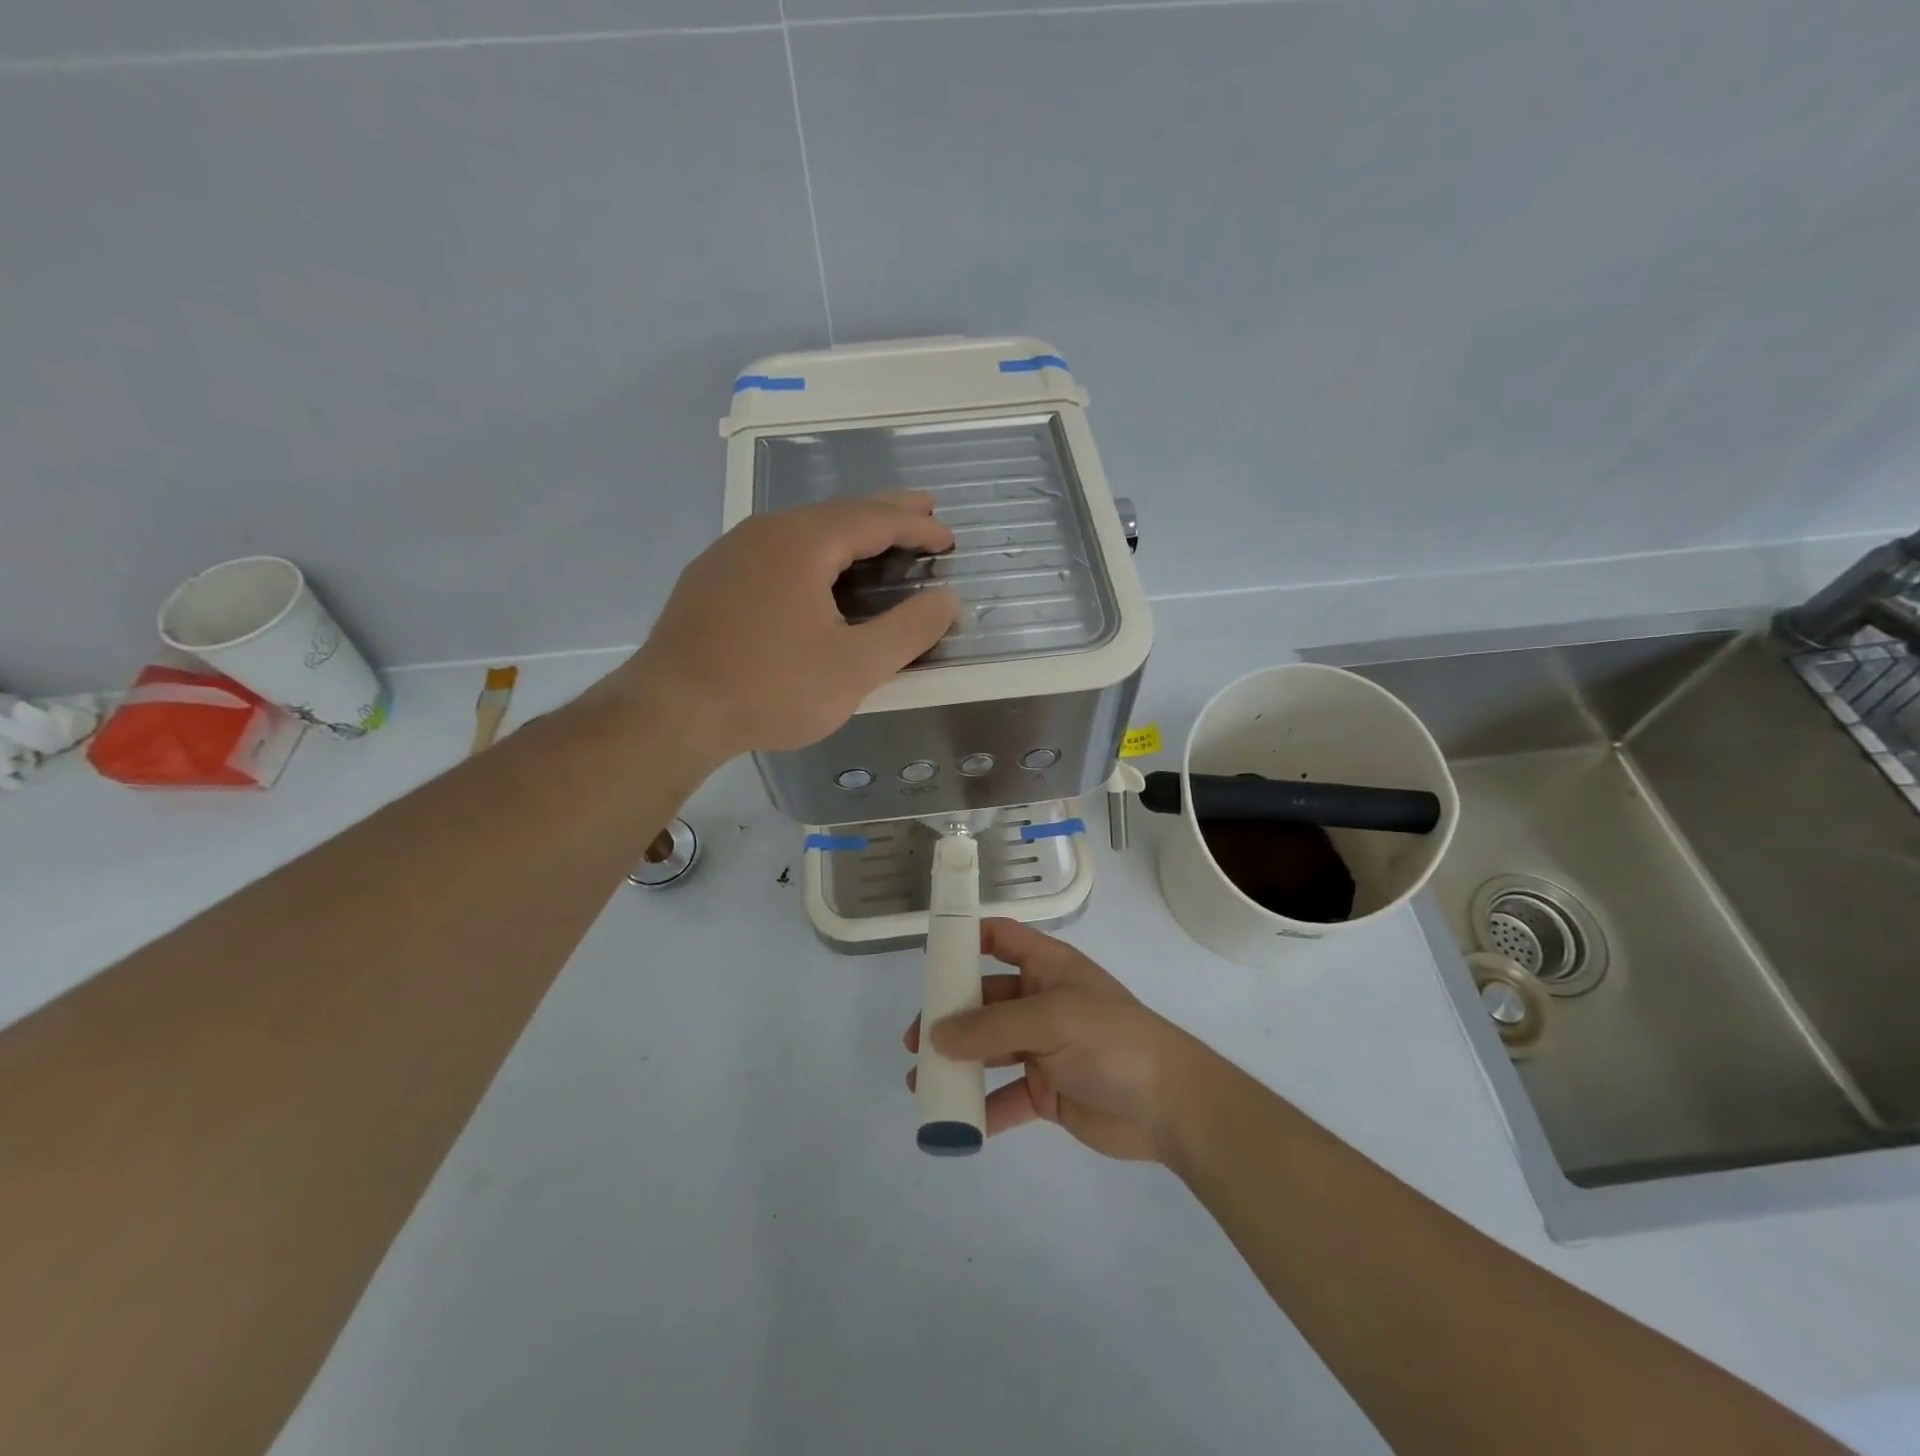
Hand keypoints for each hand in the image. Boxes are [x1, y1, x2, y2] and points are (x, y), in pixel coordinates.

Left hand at [618, 494, 958, 761]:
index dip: (917, 527)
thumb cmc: (771, 688)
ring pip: (803, 529)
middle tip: (925, 512)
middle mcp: (764, 531)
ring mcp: (730, 552)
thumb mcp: (855, 667)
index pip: (874, 519)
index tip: (949, 539)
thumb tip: (948, 599)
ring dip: (848, 531)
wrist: (670, 712)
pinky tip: (816, 573)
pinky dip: (814, 552)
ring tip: (878, 539)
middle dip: (886, 512)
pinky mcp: (711, 579)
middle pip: (837, 512)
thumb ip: (910, 630)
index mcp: (802, 542)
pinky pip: (776, 550)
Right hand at [903, 920, 1216, 1162]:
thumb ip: (992, 1027)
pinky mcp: (1047, 1092)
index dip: (967, 939)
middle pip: (985, 1001)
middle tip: (915, 1040)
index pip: (1001, 939)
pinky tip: (954, 1122)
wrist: (1169, 1106)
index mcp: (1048, 968)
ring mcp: (1044, 1048)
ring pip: (989, 1051)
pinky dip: (981, 1109)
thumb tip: (937, 1034)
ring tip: (921, 1082)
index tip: (930, 957)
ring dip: (957, 1064)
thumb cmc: (1112, 1040)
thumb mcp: (1051, 1019)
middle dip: (950, 1017)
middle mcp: (1041, 1002)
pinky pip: (1004, 1096)